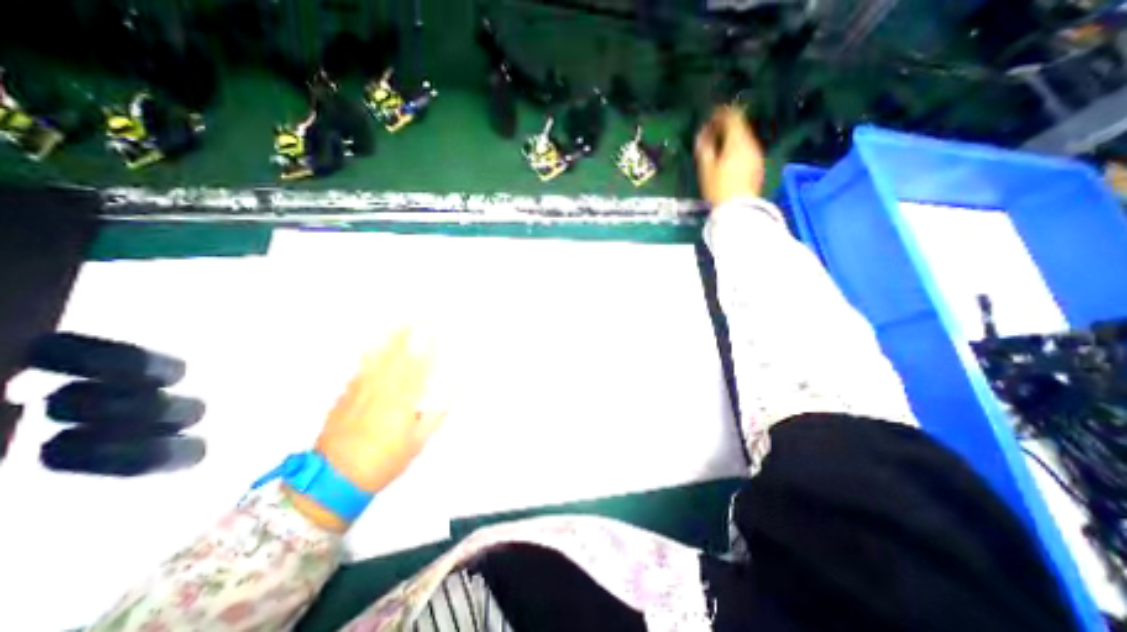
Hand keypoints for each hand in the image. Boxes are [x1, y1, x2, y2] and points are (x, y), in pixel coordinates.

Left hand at [287, 325, 445, 526]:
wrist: (333, 479)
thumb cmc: (384, 461)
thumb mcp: (418, 442)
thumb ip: (436, 414)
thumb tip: (450, 390)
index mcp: (403, 400)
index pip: (420, 363)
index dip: (430, 342)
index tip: (438, 326)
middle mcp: (383, 388)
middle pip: (400, 352)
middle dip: (414, 330)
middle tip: (424, 312)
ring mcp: (362, 388)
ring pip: (380, 354)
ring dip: (394, 334)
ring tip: (403, 318)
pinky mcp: (347, 393)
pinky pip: (362, 365)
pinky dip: (371, 350)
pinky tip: (376, 341)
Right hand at [698, 106, 766, 204]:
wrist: (738, 208)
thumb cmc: (719, 188)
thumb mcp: (706, 168)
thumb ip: (704, 147)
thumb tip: (702, 134)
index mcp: (737, 141)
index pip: (732, 117)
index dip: (721, 113)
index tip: (711, 115)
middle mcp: (750, 144)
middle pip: (740, 127)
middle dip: (726, 127)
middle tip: (712, 132)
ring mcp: (756, 155)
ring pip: (744, 139)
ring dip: (731, 139)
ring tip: (718, 147)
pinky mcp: (757, 166)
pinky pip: (747, 150)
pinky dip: (737, 149)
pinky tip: (728, 159)